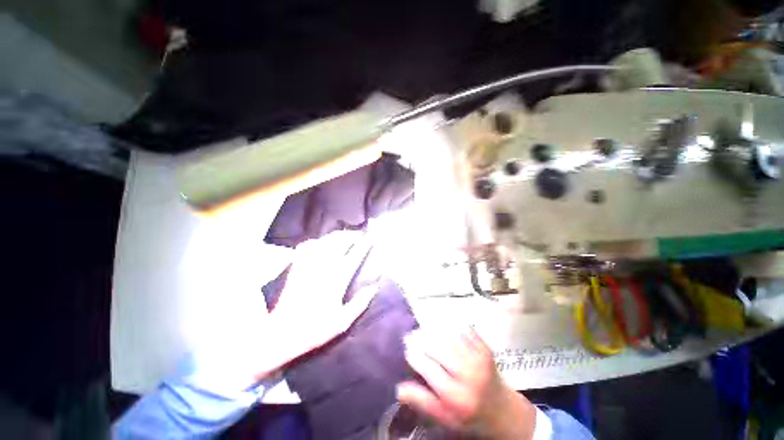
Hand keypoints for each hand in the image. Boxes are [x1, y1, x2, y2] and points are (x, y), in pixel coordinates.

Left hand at [186, 229, 376, 392]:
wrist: (280, 335)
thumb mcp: (342, 322)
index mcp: (335, 282)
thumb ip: (360, 303)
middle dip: (350, 236)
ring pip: (323, 243)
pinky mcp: (296, 269)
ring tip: (344, 235)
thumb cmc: (314, 330)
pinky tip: (320, 242)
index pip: (353, 257)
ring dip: (336, 236)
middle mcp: (322, 270)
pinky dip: (315, 242)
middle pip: (338, 244)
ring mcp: (307, 268)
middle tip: (359, 234)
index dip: (363, 246)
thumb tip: (374, 286)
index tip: (370, 239)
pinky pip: (306, 248)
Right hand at [397, 328, 536, 438]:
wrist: (502, 411)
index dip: (415, 356)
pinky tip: (441, 325)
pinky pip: (465, 331)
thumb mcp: (444, 418)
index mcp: (456, 397)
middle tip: (411, 335)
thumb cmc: (468, 416)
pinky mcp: (485, 349)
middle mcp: (468, 375)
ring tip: (423, 329)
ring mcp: (478, 359)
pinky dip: (451, 325)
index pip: (429, 369)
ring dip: (434, 330)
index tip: (406, 348)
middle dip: (422, 339)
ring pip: (450, 337)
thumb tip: (399, 388)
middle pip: (439, 349)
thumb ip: (422, 402)